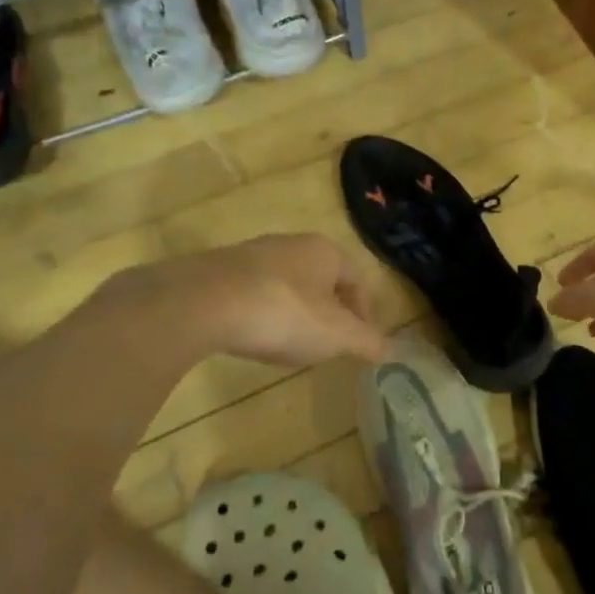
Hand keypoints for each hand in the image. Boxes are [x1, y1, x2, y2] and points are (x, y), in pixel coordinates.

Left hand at [99, 234, 386, 367]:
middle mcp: (291, 243)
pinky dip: (262, 312)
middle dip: (329, 311)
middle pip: (322, 278)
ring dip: (295, 311)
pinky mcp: (219, 270)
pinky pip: (253, 291)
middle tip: (329, 344)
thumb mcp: (335, 335)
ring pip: (287, 283)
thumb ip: (365, 342)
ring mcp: (251, 253)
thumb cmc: (283, 313)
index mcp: (325, 251)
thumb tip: (391, 349)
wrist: (203, 302)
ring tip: (291, 344)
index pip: (357, 279)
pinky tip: (253, 336)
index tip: (362, 342)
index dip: (365, 312)